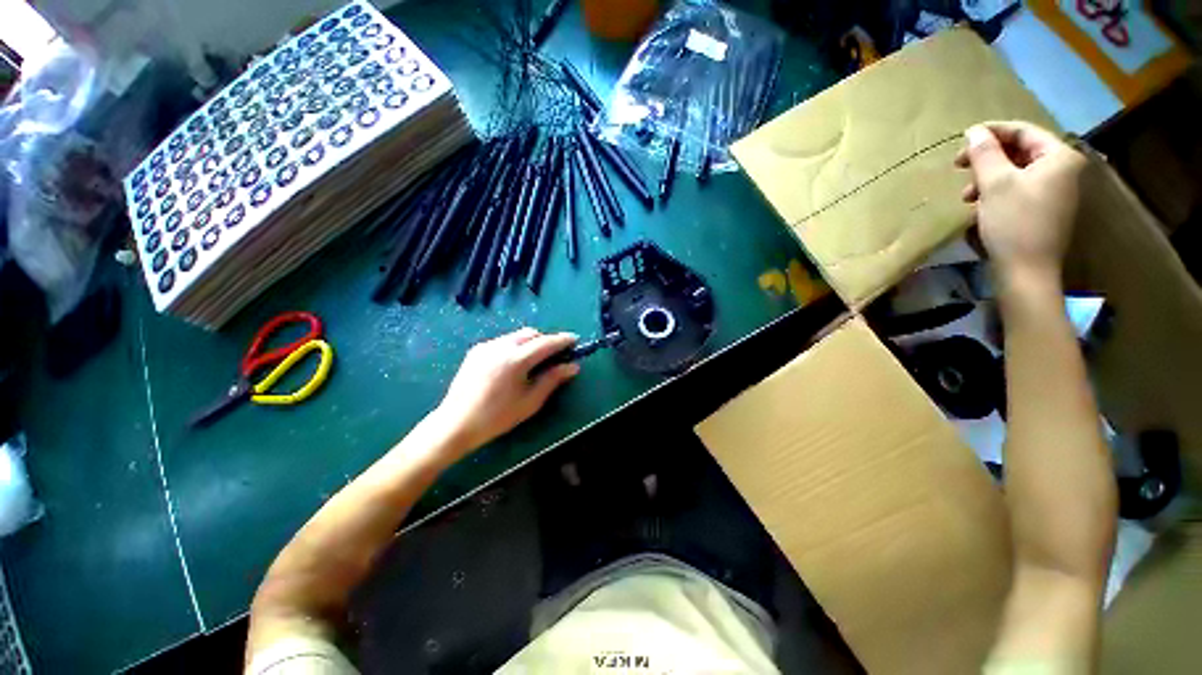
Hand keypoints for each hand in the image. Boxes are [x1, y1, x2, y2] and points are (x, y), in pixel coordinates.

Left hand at [431, 328, 579, 452]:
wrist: (456, 424)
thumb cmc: (497, 417)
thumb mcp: (530, 401)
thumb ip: (553, 379)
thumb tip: (573, 366)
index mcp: (515, 360)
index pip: (546, 342)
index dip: (562, 340)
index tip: (575, 340)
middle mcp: (500, 346)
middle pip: (531, 333)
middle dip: (546, 340)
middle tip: (555, 355)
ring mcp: (486, 346)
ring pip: (516, 336)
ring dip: (530, 342)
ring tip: (534, 361)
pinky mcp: (476, 350)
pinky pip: (503, 341)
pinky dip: (515, 346)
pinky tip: (514, 365)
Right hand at [955, 122, 1086, 286]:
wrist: (1027, 271)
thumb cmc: (1013, 223)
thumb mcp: (994, 184)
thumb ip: (985, 153)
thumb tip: (974, 132)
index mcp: (1059, 157)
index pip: (1023, 131)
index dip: (992, 132)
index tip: (962, 141)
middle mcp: (1063, 169)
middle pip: (1021, 151)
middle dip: (988, 158)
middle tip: (960, 167)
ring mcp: (1057, 191)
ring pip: (1017, 171)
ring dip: (988, 178)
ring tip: (966, 195)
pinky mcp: (1045, 209)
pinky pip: (1020, 189)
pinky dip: (997, 192)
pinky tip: (980, 205)